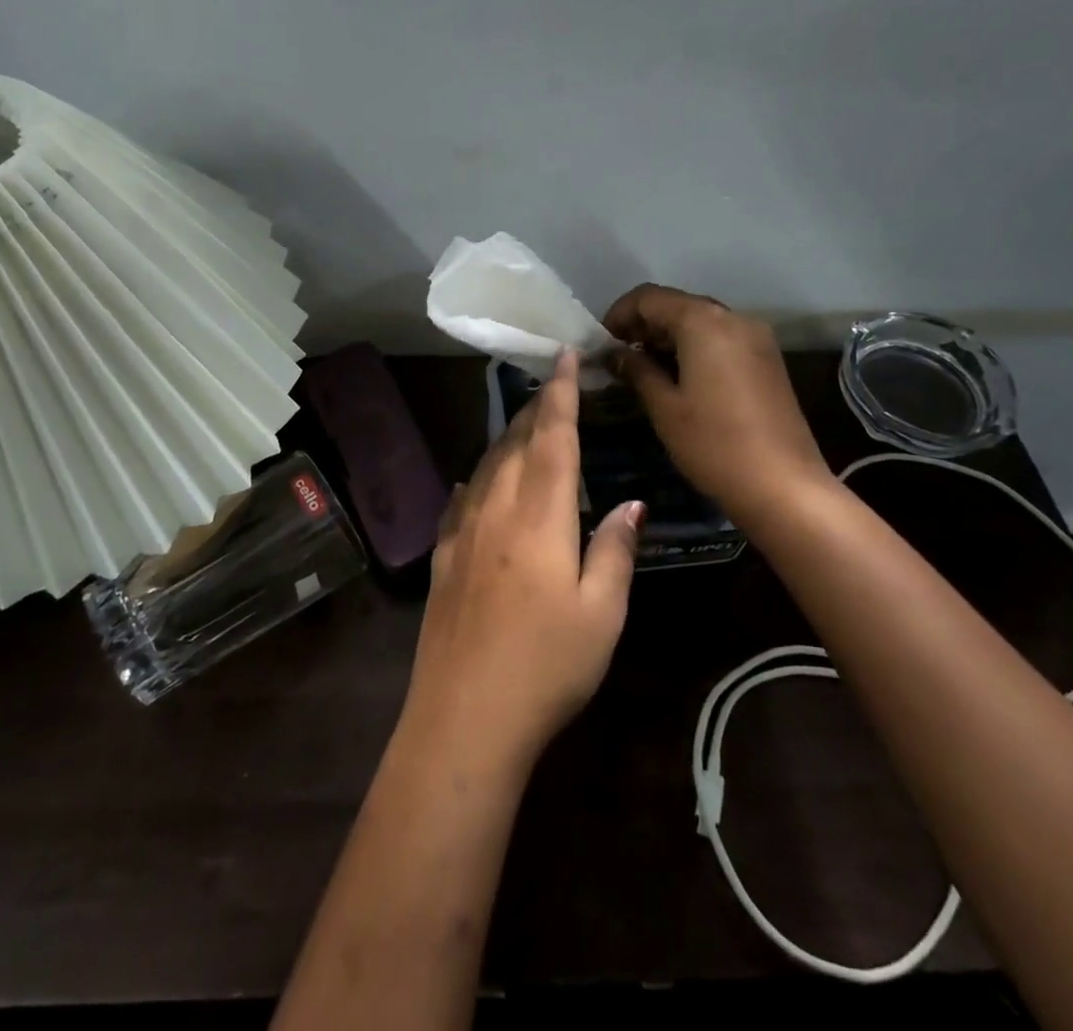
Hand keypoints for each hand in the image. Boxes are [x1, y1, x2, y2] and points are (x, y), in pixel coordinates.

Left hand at [404, 351, 642, 775]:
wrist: (464, 717)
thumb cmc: (547, 666)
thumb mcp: (602, 614)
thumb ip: (615, 551)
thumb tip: (630, 505)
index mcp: (540, 514)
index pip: (553, 436)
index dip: (560, 392)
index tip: (564, 355)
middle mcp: (496, 508)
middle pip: (517, 443)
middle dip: (536, 409)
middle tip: (554, 386)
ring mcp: (463, 532)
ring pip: (486, 466)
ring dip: (508, 439)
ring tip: (525, 426)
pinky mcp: (443, 557)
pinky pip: (460, 500)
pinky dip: (474, 480)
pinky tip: (474, 481)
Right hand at [604, 284, 833, 529]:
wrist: (785, 487)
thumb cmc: (714, 444)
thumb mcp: (664, 407)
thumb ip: (637, 370)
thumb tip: (615, 353)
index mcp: (704, 322)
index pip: (649, 297)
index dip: (618, 314)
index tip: (601, 344)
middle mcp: (733, 317)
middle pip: (677, 305)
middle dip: (643, 325)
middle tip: (619, 357)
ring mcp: (756, 337)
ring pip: (700, 321)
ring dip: (668, 337)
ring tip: (644, 369)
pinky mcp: (767, 359)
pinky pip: (721, 339)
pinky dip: (694, 348)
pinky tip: (679, 378)